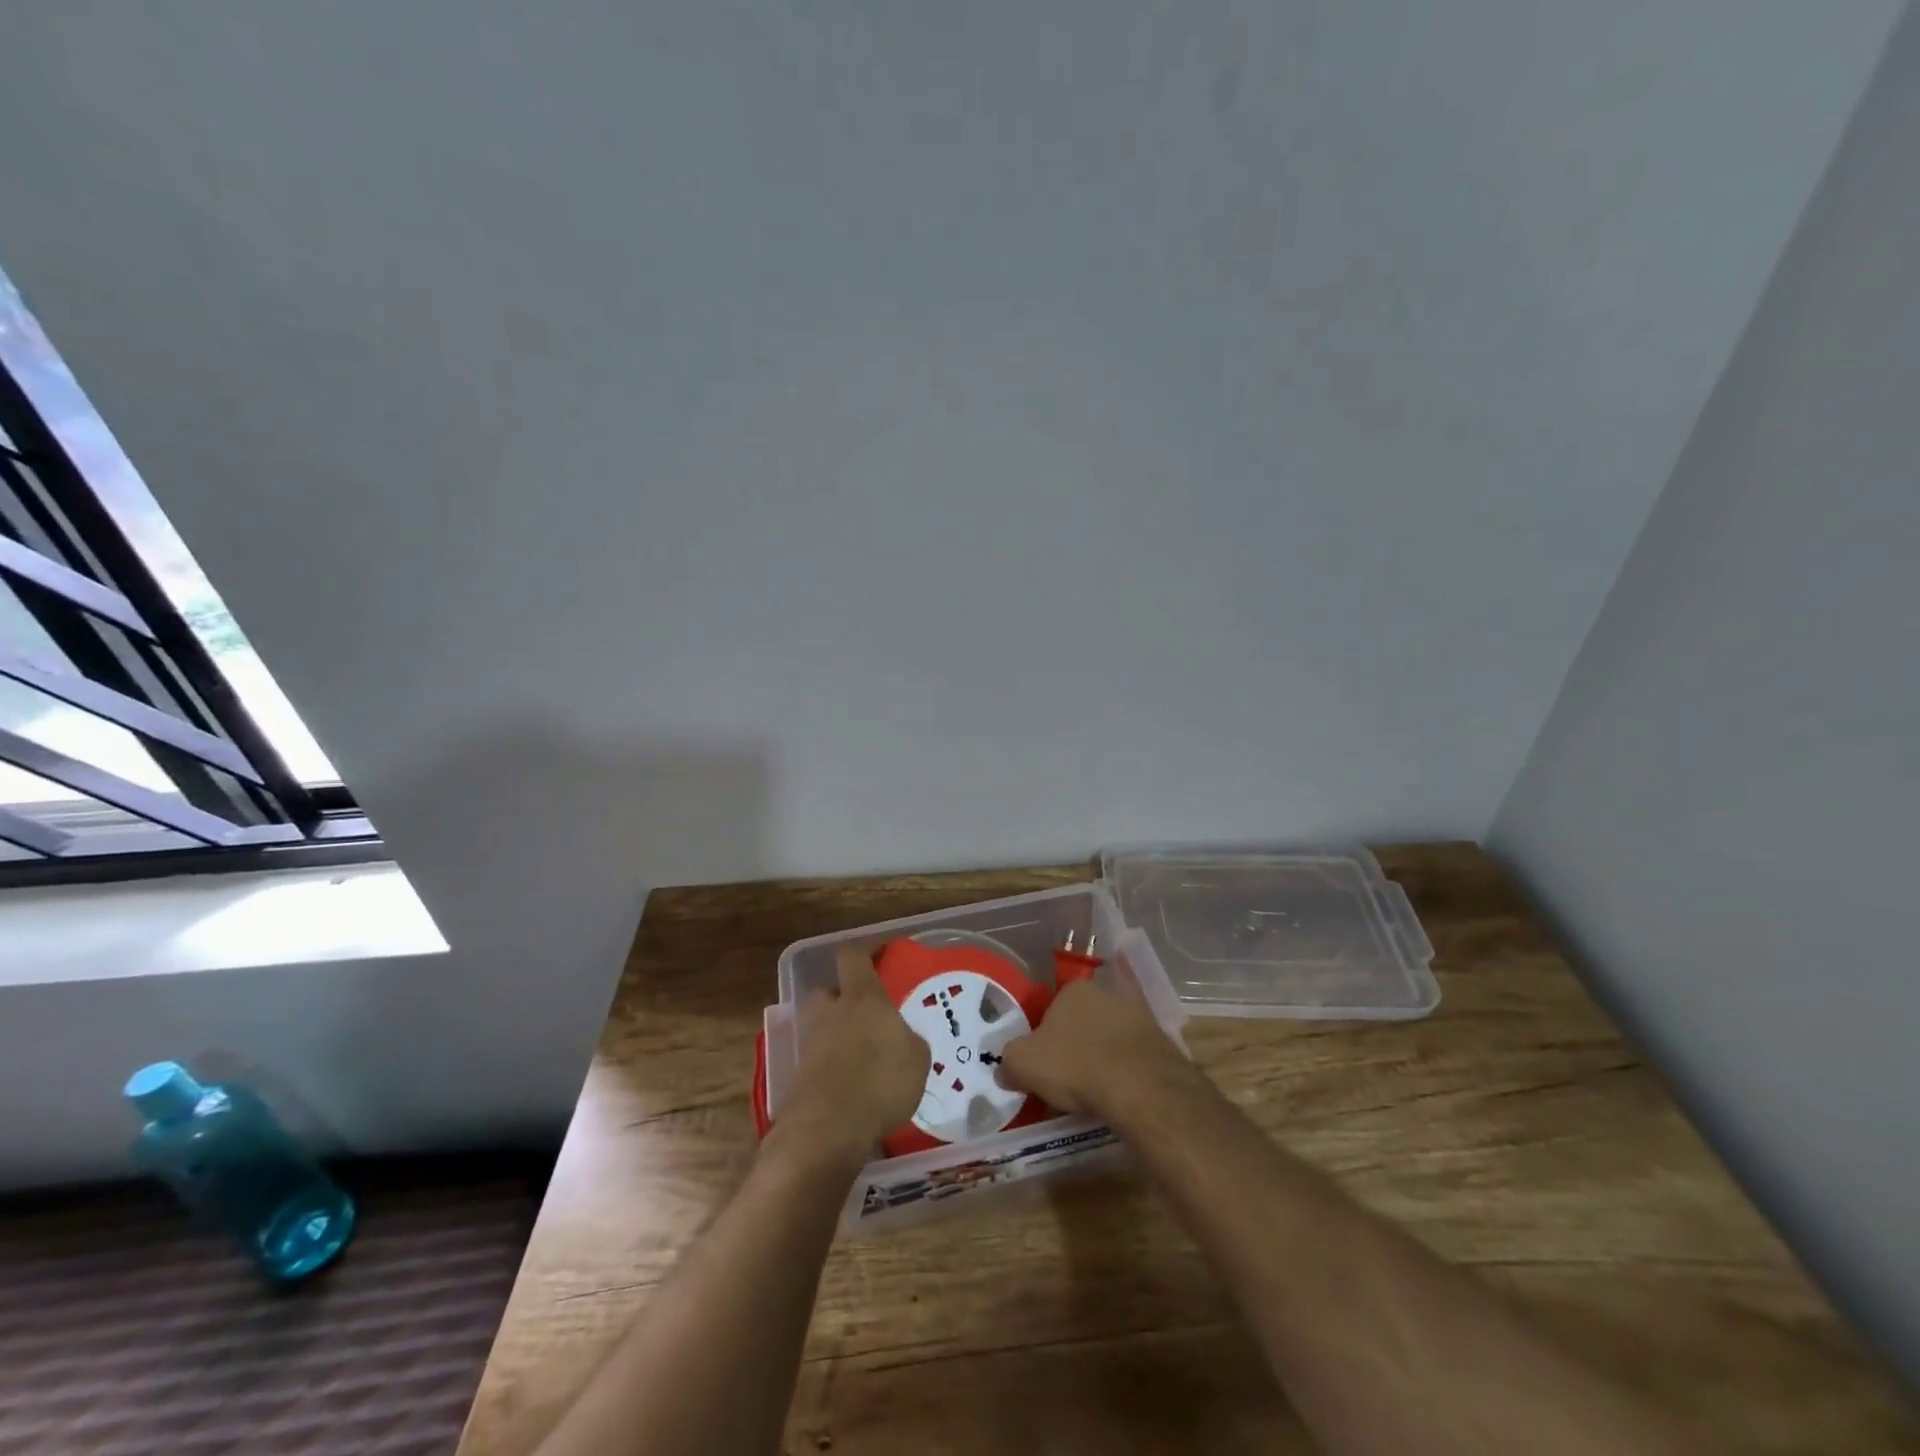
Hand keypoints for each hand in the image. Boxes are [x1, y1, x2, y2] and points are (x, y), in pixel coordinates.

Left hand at [778, 944, 929, 1164]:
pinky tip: (851, 1087)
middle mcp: (830, 1012)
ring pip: (821, 1027)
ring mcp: (809, 1044)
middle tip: (865, 1013)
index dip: (864, 952)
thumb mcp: (917, 1059)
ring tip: (861, 1056)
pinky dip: (832, 1068)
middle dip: (842, 998)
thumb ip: (910, 1041)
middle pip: (828, 991)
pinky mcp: (798, 1077)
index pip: (852, 957)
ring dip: (836, 1035)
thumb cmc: (880, 1080)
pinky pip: (818, 1061)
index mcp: (861, 996)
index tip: (879, 954)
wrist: (827, 1128)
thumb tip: (903, 1040)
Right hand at [1000, 978, 1190, 1119]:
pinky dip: (1125, 1072)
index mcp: (1074, 989)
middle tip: (1066, 1079)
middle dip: (1074, 1045)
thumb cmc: (1075, 1066)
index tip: (1043, 1064)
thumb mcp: (1024, 1065)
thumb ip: (1009, 1062)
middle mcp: (1107, 993)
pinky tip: (1118, 1094)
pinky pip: (1133, 1057)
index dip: (1044, 1037)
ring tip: (1093, 1092)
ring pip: (1109, 1037)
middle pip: (1082, 1021)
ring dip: (1101, 1058)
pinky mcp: (1161, 1042)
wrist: (1140, 1087)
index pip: (1052, 1008)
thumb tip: (1005, 1070)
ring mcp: (1138, 1016)